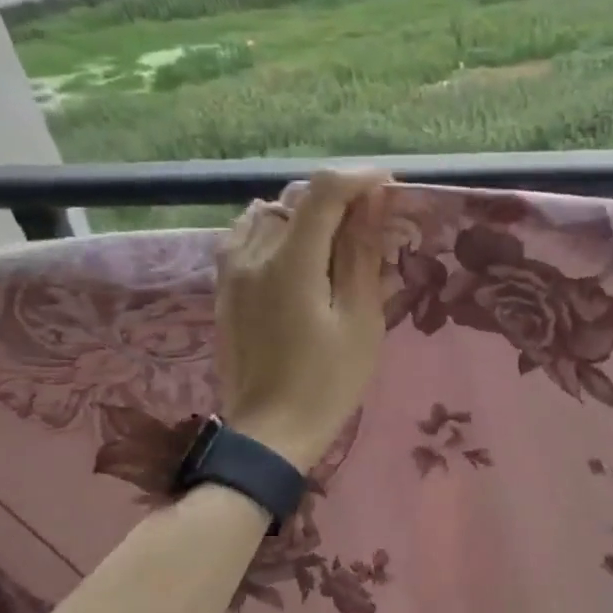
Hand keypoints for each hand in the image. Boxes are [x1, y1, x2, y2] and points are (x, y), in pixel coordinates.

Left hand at [217, 170, 390, 472]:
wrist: (270, 432)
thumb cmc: (327, 383)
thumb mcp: (359, 322)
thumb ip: (361, 256)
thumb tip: (372, 204)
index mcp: (290, 263)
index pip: (323, 192)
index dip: (359, 179)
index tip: (389, 188)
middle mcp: (253, 254)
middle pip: (296, 199)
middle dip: (338, 201)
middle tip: (370, 227)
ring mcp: (230, 270)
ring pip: (268, 214)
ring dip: (305, 216)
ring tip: (332, 244)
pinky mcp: (223, 288)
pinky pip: (246, 236)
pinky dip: (275, 232)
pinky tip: (294, 258)